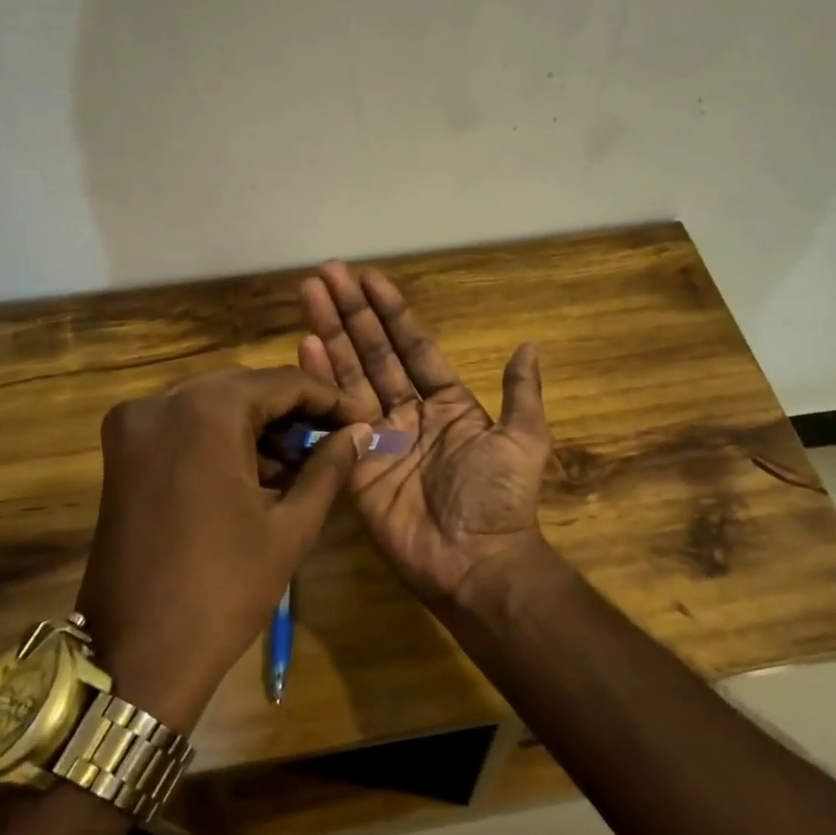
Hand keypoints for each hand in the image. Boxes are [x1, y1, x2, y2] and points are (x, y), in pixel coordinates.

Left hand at [79, 366, 365, 730]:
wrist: (137, 655)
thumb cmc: (224, 588)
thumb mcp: (290, 525)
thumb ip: (329, 466)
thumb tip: (360, 431)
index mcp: (205, 411)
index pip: (282, 383)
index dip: (329, 399)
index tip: (363, 418)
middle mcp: (162, 403)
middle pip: (245, 389)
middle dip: (294, 413)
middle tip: (335, 440)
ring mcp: (133, 427)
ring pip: (214, 407)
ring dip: (259, 428)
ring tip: (302, 466)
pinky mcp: (121, 455)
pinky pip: (185, 429)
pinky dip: (223, 442)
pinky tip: (258, 475)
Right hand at [298, 262, 551, 610]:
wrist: (476, 561)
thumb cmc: (501, 498)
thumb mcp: (524, 439)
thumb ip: (521, 392)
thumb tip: (530, 345)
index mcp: (447, 403)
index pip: (414, 347)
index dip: (393, 313)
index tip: (371, 278)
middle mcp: (408, 413)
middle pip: (374, 353)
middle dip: (352, 313)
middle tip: (327, 273)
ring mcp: (378, 437)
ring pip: (351, 376)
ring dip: (330, 335)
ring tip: (310, 295)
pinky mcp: (354, 464)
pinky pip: (335, 418)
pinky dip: (320, 382)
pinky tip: (305, 346)